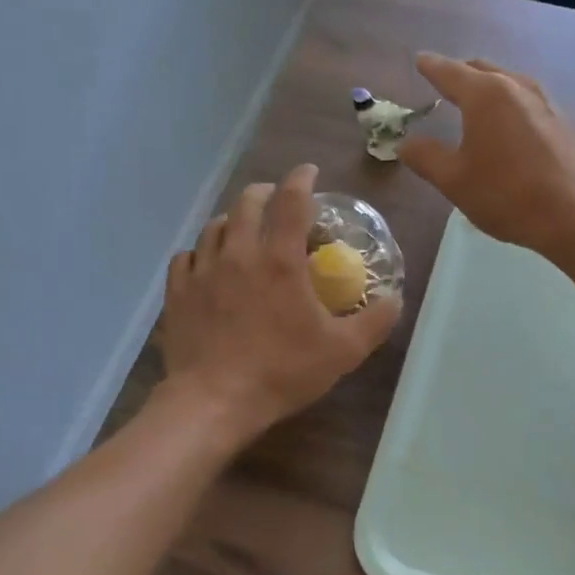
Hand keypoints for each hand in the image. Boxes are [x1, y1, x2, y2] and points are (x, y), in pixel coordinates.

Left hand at [160, 164, 402, 443]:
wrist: (213, 401)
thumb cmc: (282, 372)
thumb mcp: (342, 351)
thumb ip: (375, 321)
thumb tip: (396, 298)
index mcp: (279, 259)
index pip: (292, 200)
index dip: (302, 179)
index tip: (310, 173)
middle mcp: (238, 253)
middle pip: (247, 202)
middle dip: (266, 193)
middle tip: (278, 201)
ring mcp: (202, 271)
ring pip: (214, 226)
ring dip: (233, 220)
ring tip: (243, 230)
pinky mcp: (178, 292)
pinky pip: (186, 256)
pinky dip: (201, 252)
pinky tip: (207, 264)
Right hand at [397, 54, 574, 257]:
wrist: (574, 214)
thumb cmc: (506, 195)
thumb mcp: (454, 180)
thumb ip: (426, 157)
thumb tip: (405, 144)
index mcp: (485, 95)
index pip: (449, 71)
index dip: (430, 67)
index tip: (419, 61)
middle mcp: (516, 87)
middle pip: (481, 70)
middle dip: (459, 73)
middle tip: (443, 81)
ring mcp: (544, 102)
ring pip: (507, 82)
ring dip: (487, 86)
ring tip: (474, 101)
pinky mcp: (562, 121)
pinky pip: (525, 100)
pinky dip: (507, 103)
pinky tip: (506, 124)